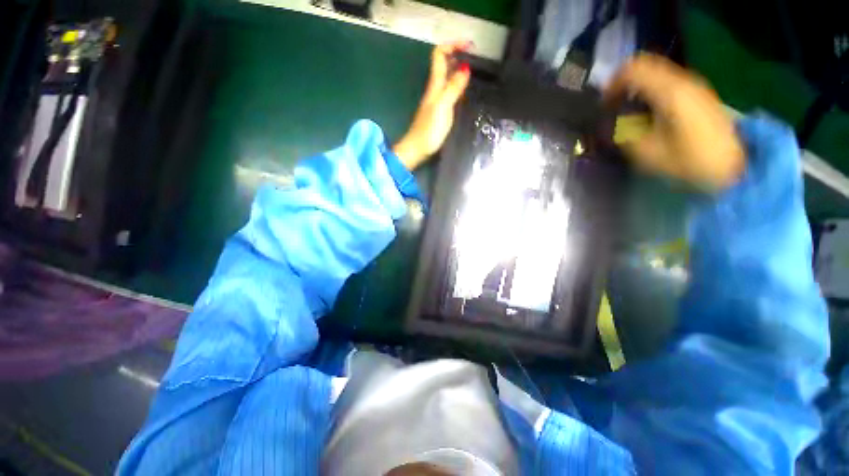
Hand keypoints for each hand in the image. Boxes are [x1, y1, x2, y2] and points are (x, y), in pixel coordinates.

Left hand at [393, 42, 471, 169]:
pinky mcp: (438, 111)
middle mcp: (434, 89)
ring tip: (474, 71)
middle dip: (458, 55)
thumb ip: (453, 88)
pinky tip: (465, 91)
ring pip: (446, 77)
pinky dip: (457, 85)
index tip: (470, 46)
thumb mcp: (443, 107)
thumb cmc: (429, 130)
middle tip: (476, 57)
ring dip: (458, 69)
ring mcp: (436, 100)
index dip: (452, 45)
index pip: (439, 55)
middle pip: (443, 64)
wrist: (417, 149)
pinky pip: (448, 91)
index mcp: (434, 85)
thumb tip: (465, 68)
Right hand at [605, 53, 744, 190]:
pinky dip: (650, 90)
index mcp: (670, 92)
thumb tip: (612, 122)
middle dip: (623, 83)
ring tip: (627, 110)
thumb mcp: (648, 153)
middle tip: (612, 105)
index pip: (634, 69)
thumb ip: (625, 133)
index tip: (604, 105)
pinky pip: (667, 81)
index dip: (612, 84)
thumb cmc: (689, 161)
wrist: (732, 165)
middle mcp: (683, 80)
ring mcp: (693, 85)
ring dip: (637, 87)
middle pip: (645, 66)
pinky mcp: (698, 93)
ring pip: (656, 72)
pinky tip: (647, 111)